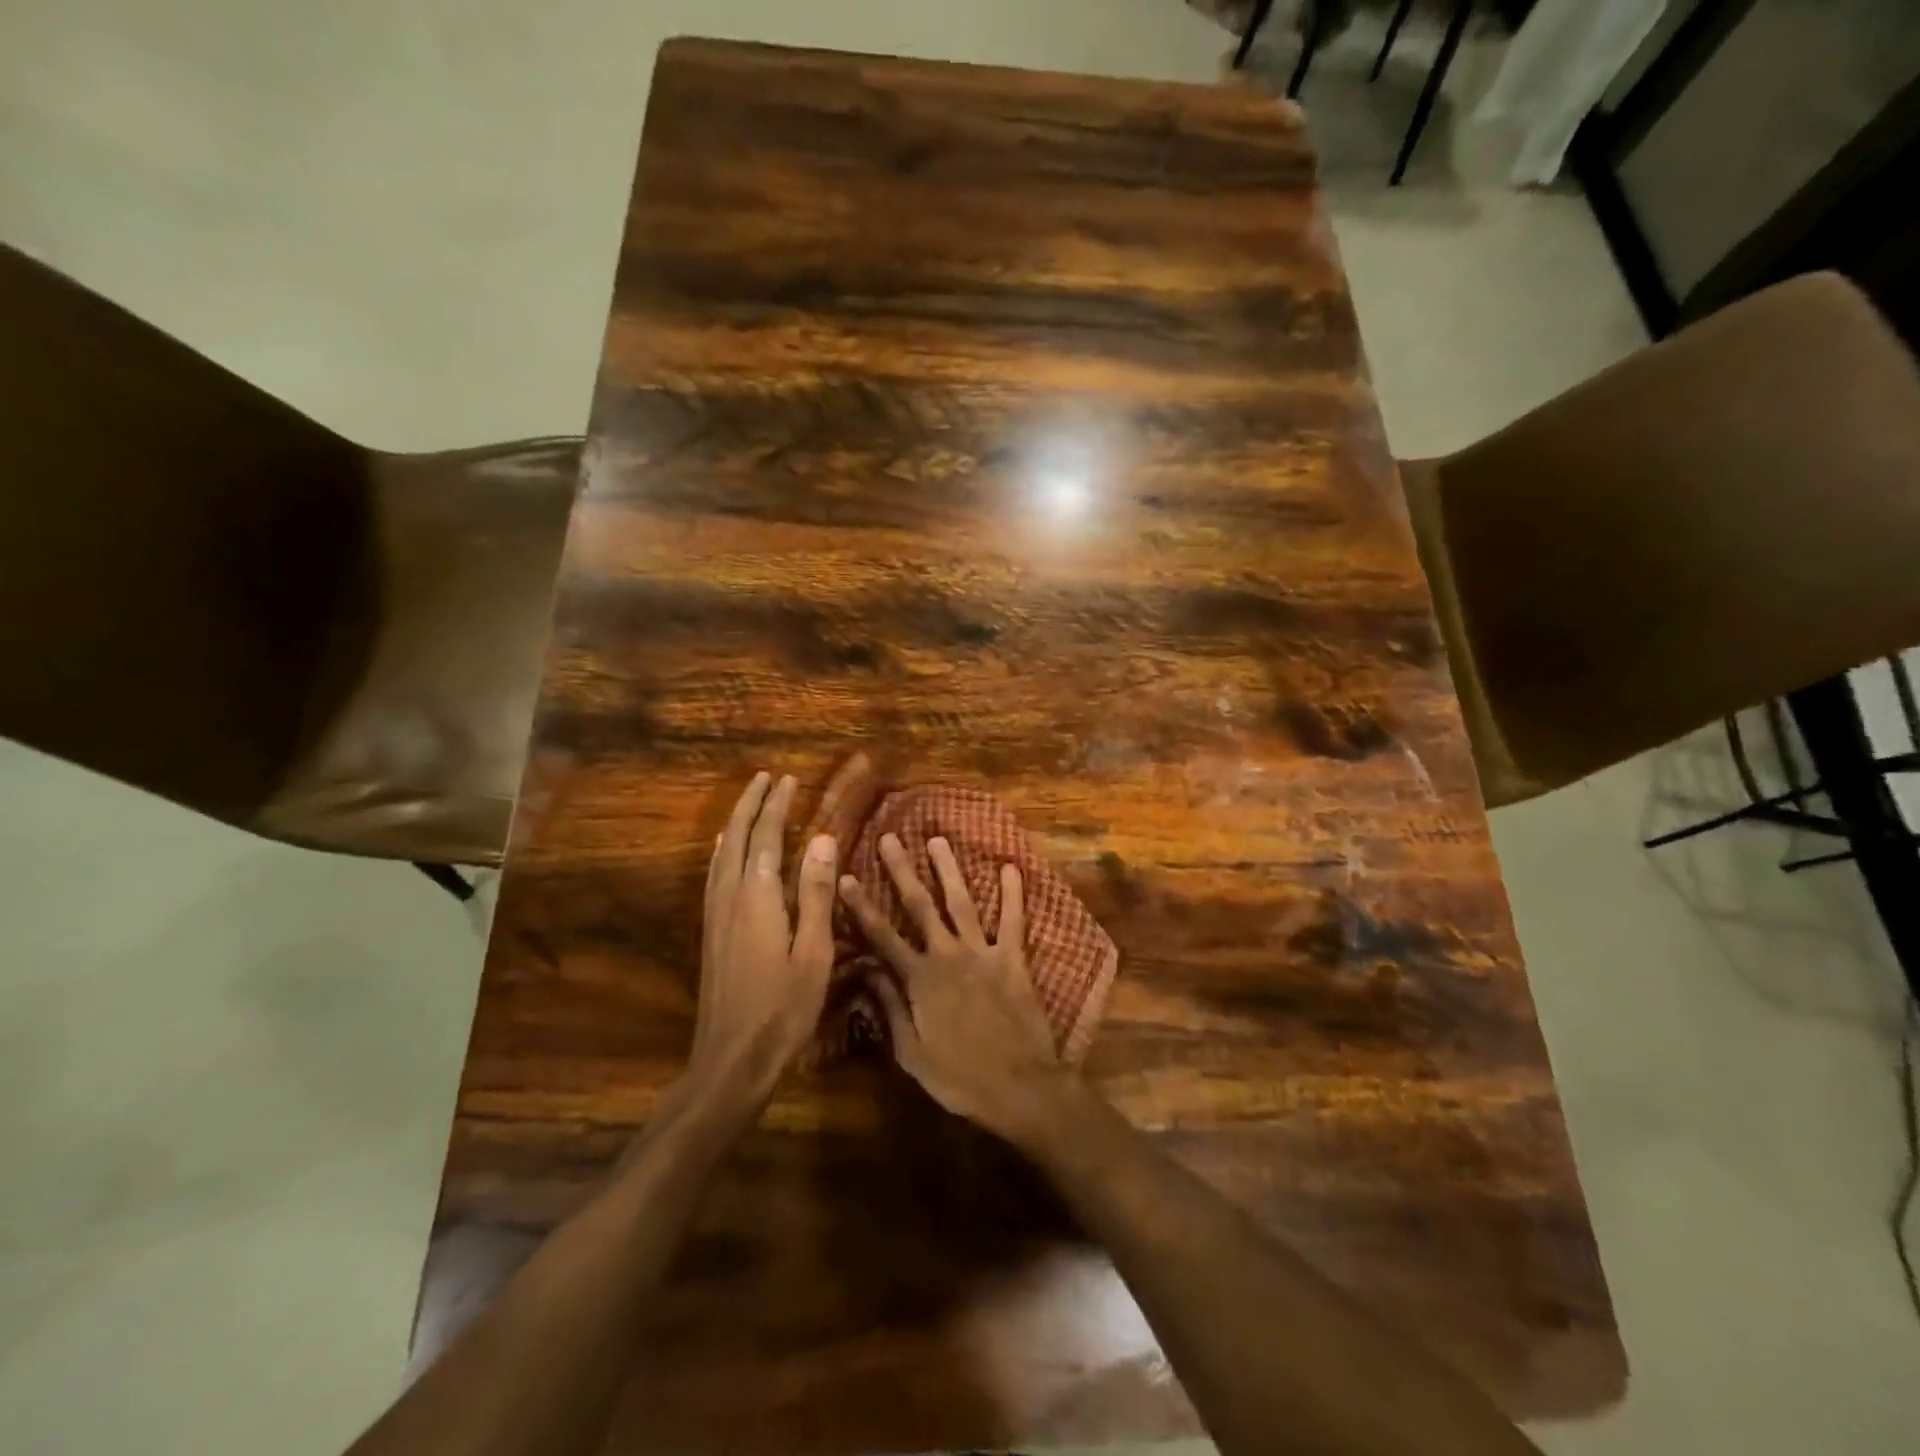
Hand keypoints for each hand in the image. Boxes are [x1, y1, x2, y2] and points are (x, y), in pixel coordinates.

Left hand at [691, 771, 837, 1106]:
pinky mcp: (710, 933)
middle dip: (750, 805)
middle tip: (765, 778)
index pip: (765, 837)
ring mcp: (715, 916)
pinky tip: (725, 853)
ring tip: (748, 802)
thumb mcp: (813, 953)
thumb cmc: (782, 1009)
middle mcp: (729, 897)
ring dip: (735, 823)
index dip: (776, 806)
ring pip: (720, 854)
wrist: (730, 1059)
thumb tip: (821, 839)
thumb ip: (814, 894)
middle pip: (735, 838)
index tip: (787, 779)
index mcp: (757, 898)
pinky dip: (723, 850)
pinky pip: (714, 874)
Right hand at [839, 833, 1068, 1141]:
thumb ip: (889, 1010)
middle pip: (919, 906)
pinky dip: (1012, 894)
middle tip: (889, 838)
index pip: (881, 937)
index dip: (861, 907)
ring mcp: (982, 953)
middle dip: (902, 871)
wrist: (1019, 1087)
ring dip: (948, 870)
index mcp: (919, 980)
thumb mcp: (911, 1054)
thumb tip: (867, 973)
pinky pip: (1013, 920)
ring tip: (937, 839)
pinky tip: (1011, 867)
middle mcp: (947, 956)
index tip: (846, 878)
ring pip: (961, 902)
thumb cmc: (960, 1077)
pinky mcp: (1013, 959)